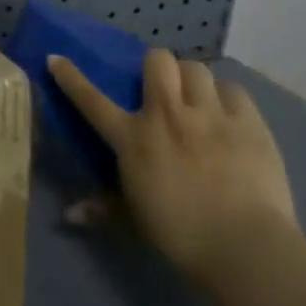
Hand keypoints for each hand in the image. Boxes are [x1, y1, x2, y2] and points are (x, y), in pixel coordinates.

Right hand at [48, 47, 299, 289]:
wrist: (243, 247)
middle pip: (158, 60)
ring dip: (192, 80)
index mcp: (132, 138)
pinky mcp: (248, 122)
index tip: (57, 58)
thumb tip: (68, 215)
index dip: (70, 76)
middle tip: (162, 87)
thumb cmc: (179, 234)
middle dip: (157, 67)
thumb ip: (103, 208)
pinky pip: (234, 89)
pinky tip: (230, 115)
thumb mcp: (134, 219)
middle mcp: (167, 115)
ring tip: (198, 98)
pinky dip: (228, 98)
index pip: (90, 99)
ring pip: (196, 68)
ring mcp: (210, 114)